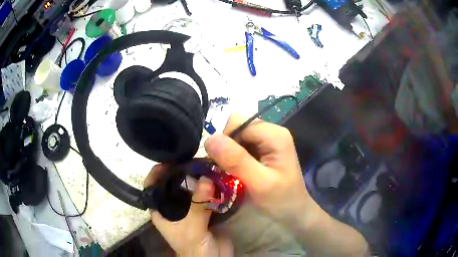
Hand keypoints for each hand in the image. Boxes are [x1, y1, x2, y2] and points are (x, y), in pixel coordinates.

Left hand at [144, 164, 232, 255]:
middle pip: (174, 183)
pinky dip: (212, 186)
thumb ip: (198, 206)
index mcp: (161, 211)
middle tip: (195, 158)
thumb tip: (207, 178)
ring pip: (192, 187)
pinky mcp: (205, 210)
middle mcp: (173, 207)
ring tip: (209, 163)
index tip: (169, 160)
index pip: (152, 187)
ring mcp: (190, 208)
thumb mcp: (192, 229)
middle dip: (183, 171)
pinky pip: (207, 194)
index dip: (156, 172)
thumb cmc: (193, 248)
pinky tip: (219, 176)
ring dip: (200, 177)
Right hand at [204, 114, 318, 223]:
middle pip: (237, 127)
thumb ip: (236, 160)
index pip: (238, 123)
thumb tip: (210, 139)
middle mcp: (271, 131)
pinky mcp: (263, 148)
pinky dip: (234, 157)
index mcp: (274, 134)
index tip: (223, 165)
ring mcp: (267, 139)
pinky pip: (241, 145)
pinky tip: (239, 171)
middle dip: (227, 147)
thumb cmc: (281, 199)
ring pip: (237, 136)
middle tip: (228, 170)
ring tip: (234, 172)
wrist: (294, 210)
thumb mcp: (259, 182)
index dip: (226, 141)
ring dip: (230, 153)